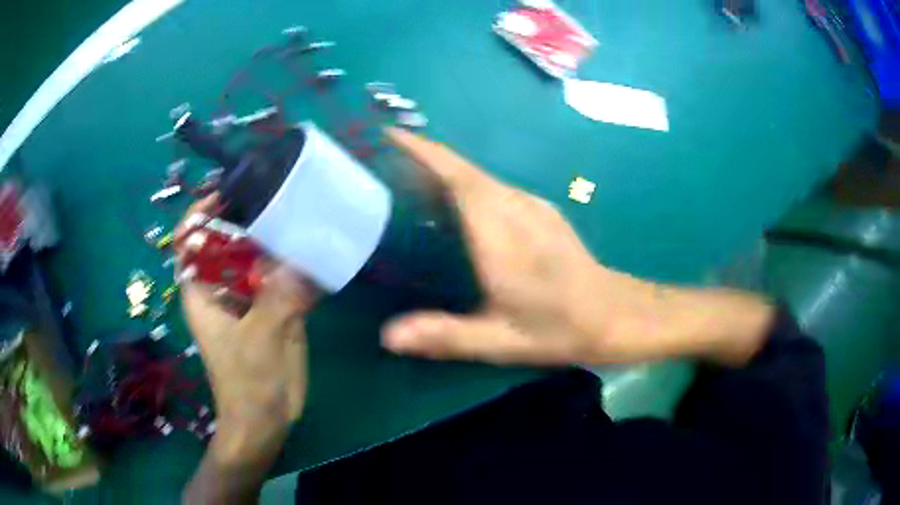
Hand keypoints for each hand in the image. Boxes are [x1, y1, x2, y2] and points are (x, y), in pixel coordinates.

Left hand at [177, 195, 316, 462]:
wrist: (266, 419)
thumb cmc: (248, 383)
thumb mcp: (259, 339)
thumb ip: (278, 298)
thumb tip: (302, 260)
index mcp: (201, 291)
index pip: (189, 241)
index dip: (201, 212)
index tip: (227, 192)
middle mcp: (220, 288)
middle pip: (226, 242)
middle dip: (246, 219)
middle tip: (276, 196)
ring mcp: (246, 298)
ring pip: (255, 258)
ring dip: (274, 240)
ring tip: (301, 214)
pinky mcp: (270, 310)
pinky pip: (279, 278)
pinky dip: (294, 264)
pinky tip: (315, 250)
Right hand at [381, 128, 773, 366]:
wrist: (616, 314)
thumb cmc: (561, 327)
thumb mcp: (501, 341)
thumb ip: (446, 335)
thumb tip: (387, 337)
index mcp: (501, 232)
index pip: (456, 176)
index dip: (422, 152)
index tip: (389, 135)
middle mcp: (515, 207)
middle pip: (463, 170)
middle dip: (422, 157)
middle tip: (382, 163)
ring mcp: (532, 206)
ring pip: (478, 177)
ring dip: (442, 170)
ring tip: (404, 181)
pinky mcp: (540, 212)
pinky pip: (492, 188)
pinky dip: (464, 186)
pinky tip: (450, 207)